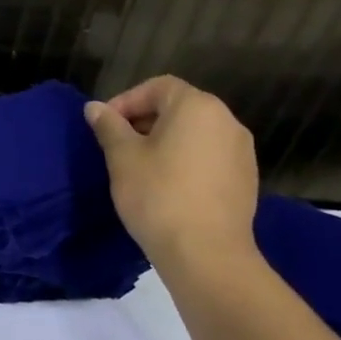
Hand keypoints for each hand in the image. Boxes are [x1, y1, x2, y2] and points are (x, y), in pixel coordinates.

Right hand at [84, 75, 259, 271]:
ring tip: (139, 166)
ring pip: (195, 133)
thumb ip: (109, 126)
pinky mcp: (245, 178)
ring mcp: (242, 150)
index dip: (126, 100)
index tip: (104, 125)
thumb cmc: (157, 195)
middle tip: (117, 145)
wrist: (206, 252)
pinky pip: (209, 155)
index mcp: (197, 107)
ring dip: (165, 140)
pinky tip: (166, 185)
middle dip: (144, 120)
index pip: (157, 87)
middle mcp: (227, 121)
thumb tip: (95, 108)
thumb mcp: (122, 157)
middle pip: (179, 107)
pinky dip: (185, 159)